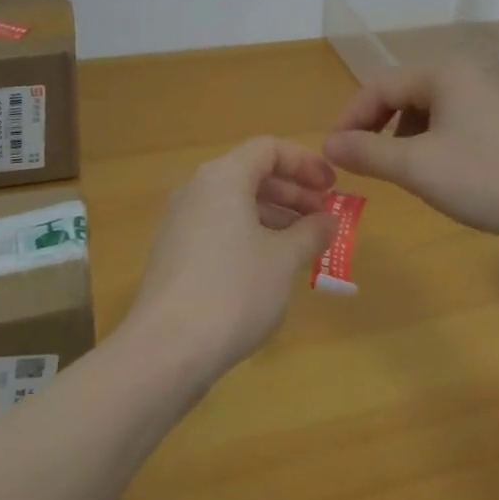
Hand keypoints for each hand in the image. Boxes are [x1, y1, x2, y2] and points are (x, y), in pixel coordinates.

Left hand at [122, 137, 337, 378]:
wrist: (166, 350)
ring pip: (235, 203)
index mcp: (223, 176)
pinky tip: (270, 266)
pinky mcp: (174, 253)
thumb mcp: (284, 260)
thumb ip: (311, 232)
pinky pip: (220, 227)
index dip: (305, 163)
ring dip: (274, 216)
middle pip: (252, 174)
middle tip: (324, 217)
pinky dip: (250, 234)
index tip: (333, 188)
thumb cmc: (234, 291)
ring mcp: (181, 222)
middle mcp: (198, 189)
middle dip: (292, 192)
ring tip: (304, 244)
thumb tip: (328, 220)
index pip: (269, 149)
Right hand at [322, 60, 498, 243]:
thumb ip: (367, 152)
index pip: (378, 86)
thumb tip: (329, 144)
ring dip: (400, 137)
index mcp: (441, 74)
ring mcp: (484, 99)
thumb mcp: (417, 167)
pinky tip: (433, 173)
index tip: (333, 154)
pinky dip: (428, 144)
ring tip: (395, 170)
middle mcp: (462, 76)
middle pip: (400, 94)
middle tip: (359, 161)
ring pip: (424, 111)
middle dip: (374, 126)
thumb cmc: (485, 179)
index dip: (350, 118)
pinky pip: (448, 124)